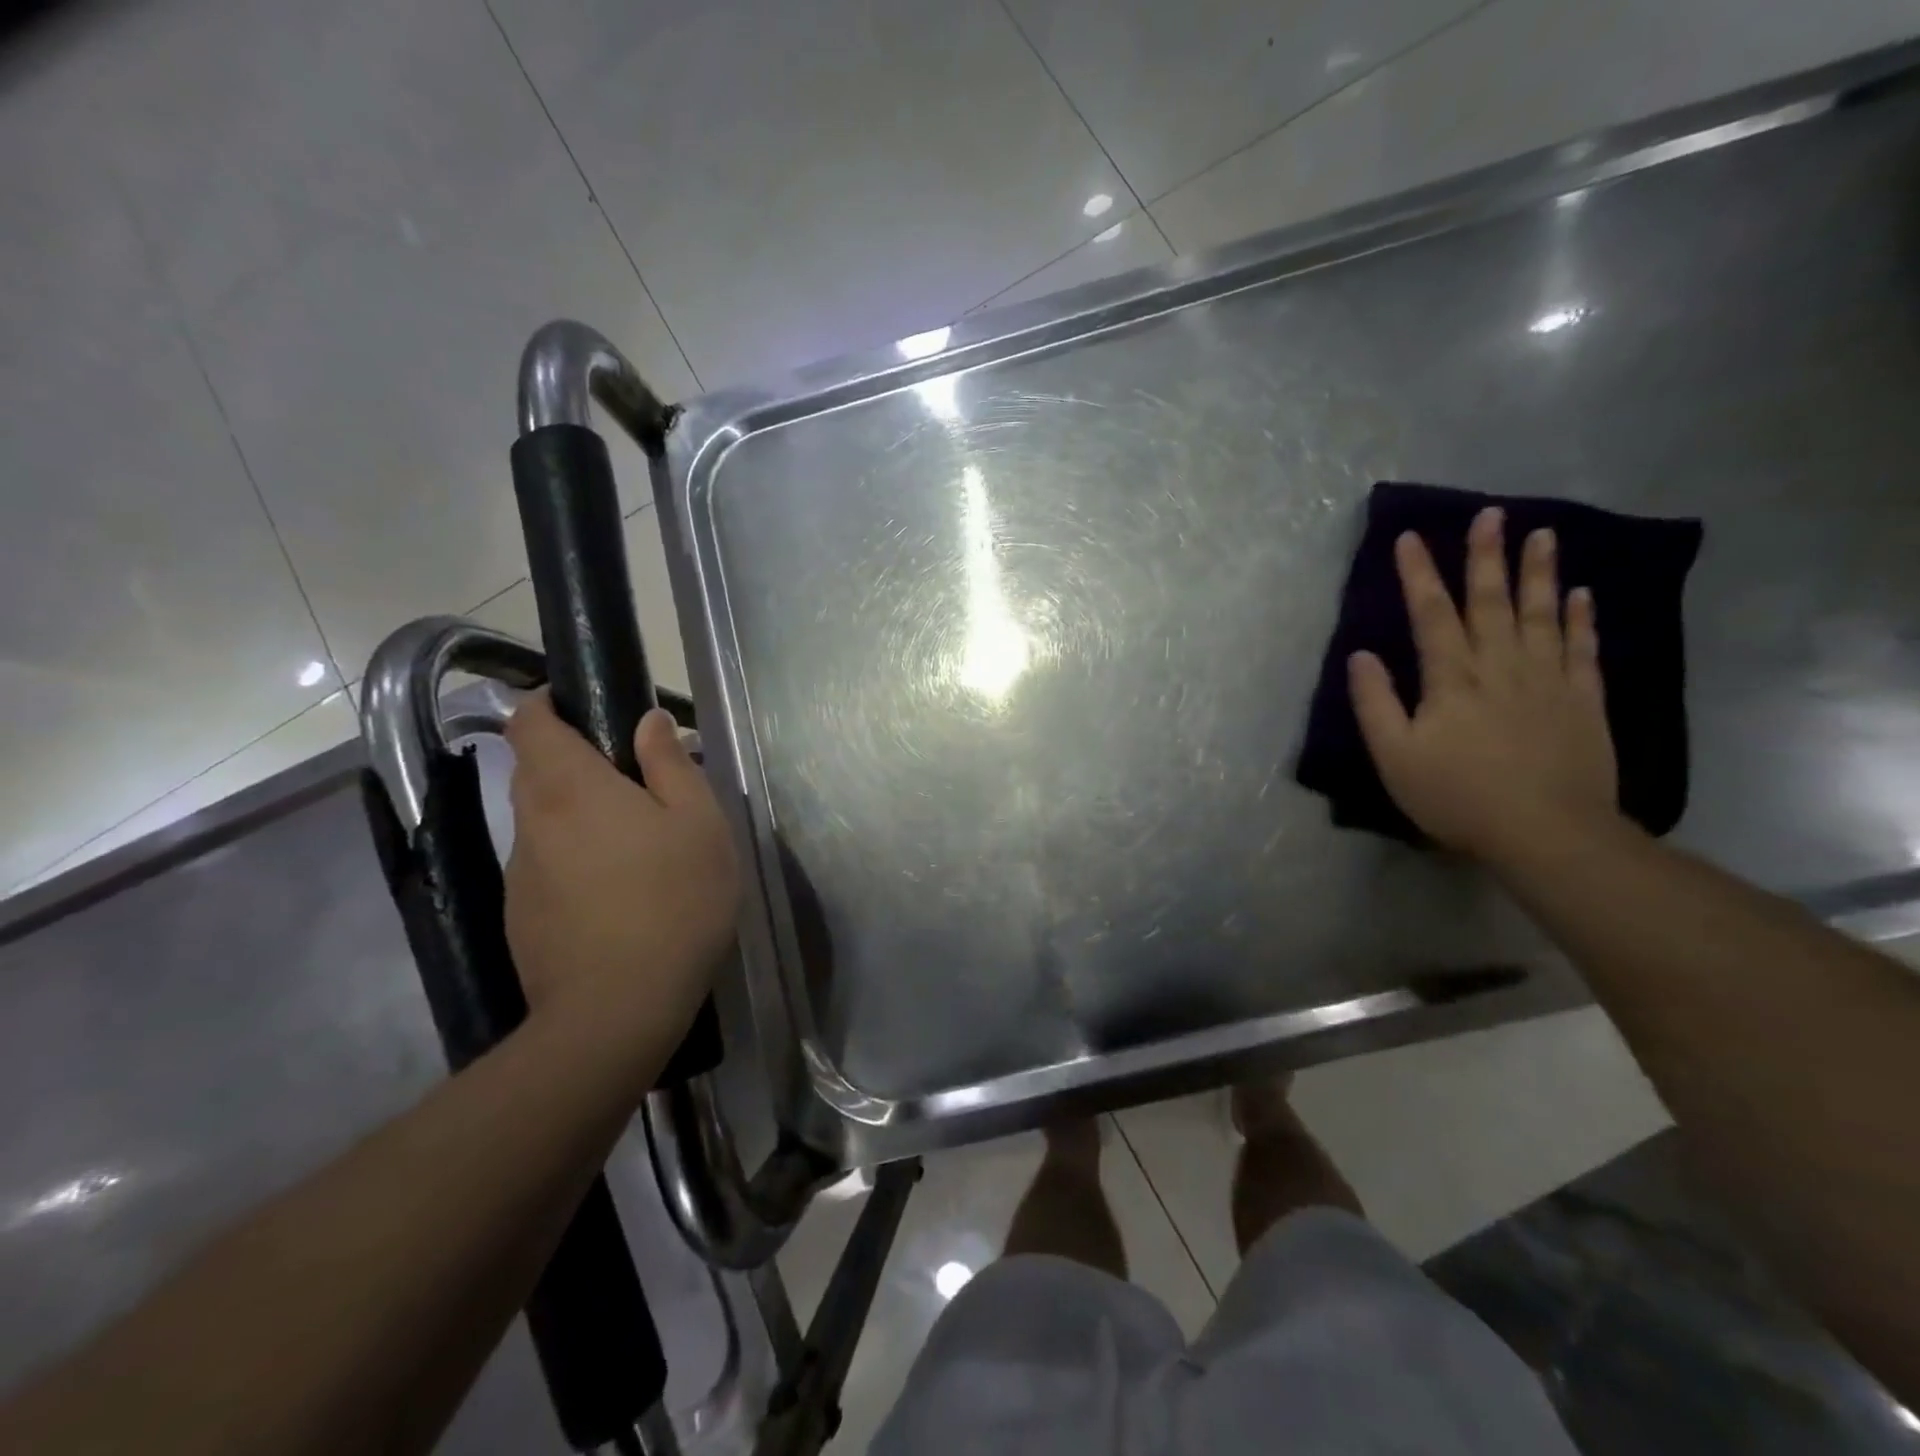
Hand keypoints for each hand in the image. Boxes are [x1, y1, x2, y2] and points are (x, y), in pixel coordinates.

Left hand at [503, 690, 740, 1055]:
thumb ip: (671, 765)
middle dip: (574, 760)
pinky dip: (573, 858)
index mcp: (570, 787)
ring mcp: (519, 872)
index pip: (528, 721)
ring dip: (577, 814)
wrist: (617, 1008)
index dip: (547, 704)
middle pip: (534, 768)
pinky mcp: (520, 914)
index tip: (586, 708)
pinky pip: (545, 864)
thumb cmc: (673, 901)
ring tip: (635, 843)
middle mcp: (532, 821)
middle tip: (635, 781)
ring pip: (541, 820)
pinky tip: (617, 892)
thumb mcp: (699, 824)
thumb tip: (650, 722)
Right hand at [1348, 506, 1619, 866]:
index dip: (1419, 574)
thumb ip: (1375, 703)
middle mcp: (1500, 667)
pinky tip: (1580, 594)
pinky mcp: (1583, 701)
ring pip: (1541, 615)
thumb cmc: (1456, 796)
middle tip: (1490, 514)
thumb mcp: (1395, 756)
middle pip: (1490, 602)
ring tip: (1542, 534)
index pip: (1431, 614)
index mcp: (1451, 679)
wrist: (1546, 833)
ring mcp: (1548, 680)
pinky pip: (1583, 649)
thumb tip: (1360, 655)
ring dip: (1538, 573)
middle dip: (1486, 556)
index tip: (1410, 537)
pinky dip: (1581, 619)